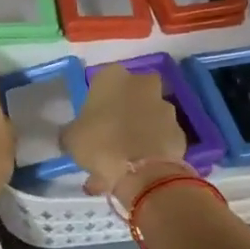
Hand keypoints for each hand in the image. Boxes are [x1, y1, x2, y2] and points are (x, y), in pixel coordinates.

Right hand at [60, 67, 187, 202]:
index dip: (96, 103)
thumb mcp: (71, 138)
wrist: (142, 171)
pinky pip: (159, 138)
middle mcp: (142, 84)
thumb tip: (73, 135)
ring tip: (122, 163)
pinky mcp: (179, 131)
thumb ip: (72, 132)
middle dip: (122, 113)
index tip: (91, 122)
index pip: (101, 82)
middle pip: (130, 96)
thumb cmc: (100, 144)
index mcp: (113, 77)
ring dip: (137, 134)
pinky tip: (137, 171)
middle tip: (110, 137)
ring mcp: (165, 106)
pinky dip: (150, 150)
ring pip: (146, 118)